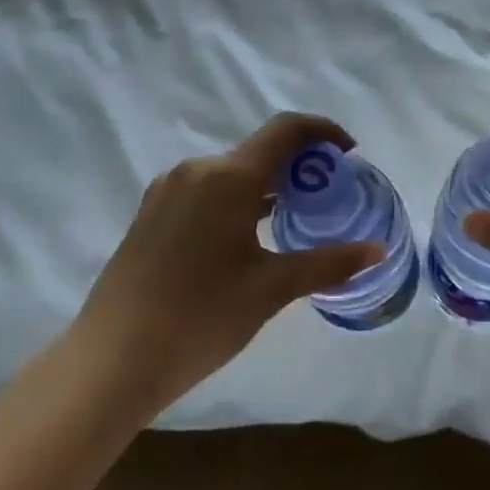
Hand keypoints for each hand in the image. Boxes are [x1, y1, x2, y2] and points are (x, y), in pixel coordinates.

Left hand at [67, 113, 382, 421]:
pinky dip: (235, 200)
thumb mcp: (272, 288)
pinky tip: (245, 238)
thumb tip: (377, 251)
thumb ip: (329, 263)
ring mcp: (167, 190)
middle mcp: (196, 169)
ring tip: (292, 219)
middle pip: (259, 150)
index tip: (349, 153)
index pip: (286, 129)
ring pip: (230, 172)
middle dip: (298, 166)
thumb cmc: (201, 317)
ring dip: (266, 185)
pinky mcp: (150, 213)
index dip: (323, 131)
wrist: (111, 360)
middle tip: (327, 197)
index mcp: (228, 176)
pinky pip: (205, 190)